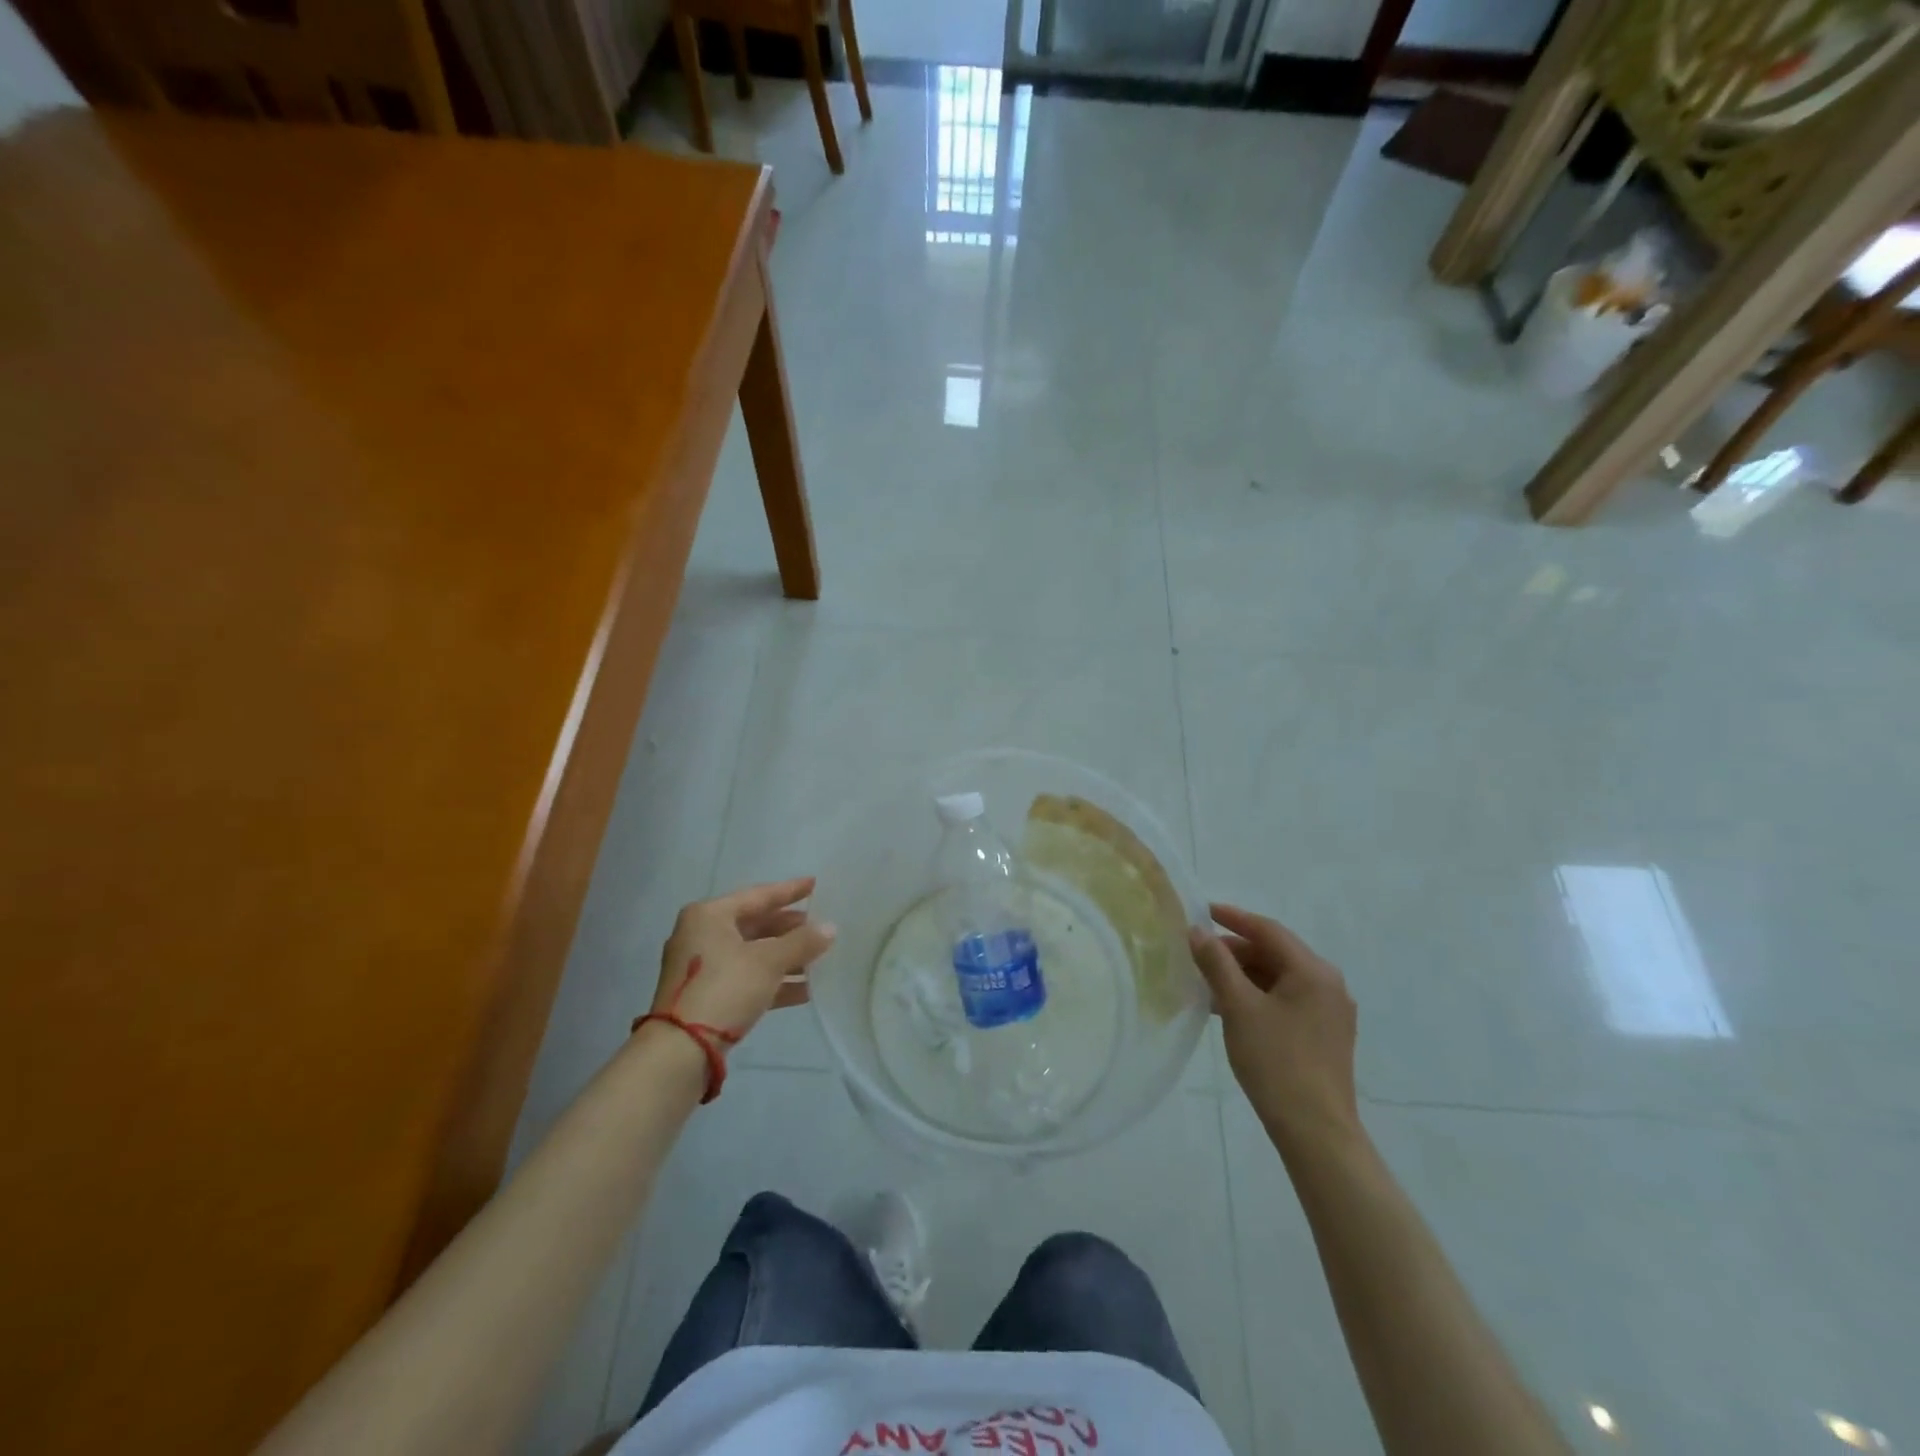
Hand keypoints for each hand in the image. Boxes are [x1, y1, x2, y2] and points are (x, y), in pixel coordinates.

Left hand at [649, 878, 836, 1043]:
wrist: (681, 1050)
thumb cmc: (725, 988)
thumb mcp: (768, 961)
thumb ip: (802, 942)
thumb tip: (831, 927)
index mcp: (709, 916)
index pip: (758, 895)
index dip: (790, 891)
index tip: (816, 884)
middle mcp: (702, 935)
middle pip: (755, 925)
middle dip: (790, 929)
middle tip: (822, 926)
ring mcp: (703, 968)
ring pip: (753, 954)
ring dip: (786, 958)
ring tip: (821, 959)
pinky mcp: (707, 996)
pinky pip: (747, 979)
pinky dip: (774, 981)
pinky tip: (806, 990)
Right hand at [1189, 903, 1360, 1156]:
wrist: (1316, 1132)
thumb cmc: (1276, 1062)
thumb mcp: (1238, 1007)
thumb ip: (1217, 964)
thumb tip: (1198, 931)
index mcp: (1313, 971)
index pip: (1268, 930)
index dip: (1233, 918)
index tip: (1203, 910)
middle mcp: (1328, 984)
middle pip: (1275, 953)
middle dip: (1235, 951)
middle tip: (1198, 954)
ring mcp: (1330, 1012)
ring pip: (1279, 978)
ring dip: (1244, 975)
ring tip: (1208, 983)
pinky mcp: (1325, 1035)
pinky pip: (1287, 1000)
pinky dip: (1258, 996)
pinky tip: (1230, 1009)